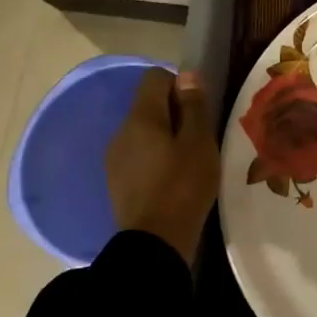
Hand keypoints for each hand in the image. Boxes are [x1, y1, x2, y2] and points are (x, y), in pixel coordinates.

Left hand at [105, 68, 219, 261]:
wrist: (154, 242)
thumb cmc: (183, 186)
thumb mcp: (200, 143)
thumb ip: (193, 106)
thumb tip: (187, 74)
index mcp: (141, 117)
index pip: (155, 77)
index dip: (180, 85)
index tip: (199, 110)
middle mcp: (121, 131)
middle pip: (149, 104)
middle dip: (175, 113)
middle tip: (200, 139)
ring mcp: (115, 157)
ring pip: (144, 131)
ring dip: (165, 137)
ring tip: (188, 162)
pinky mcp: (117, 180)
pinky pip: (138, 154)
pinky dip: (155, 157)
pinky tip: (172, 179)